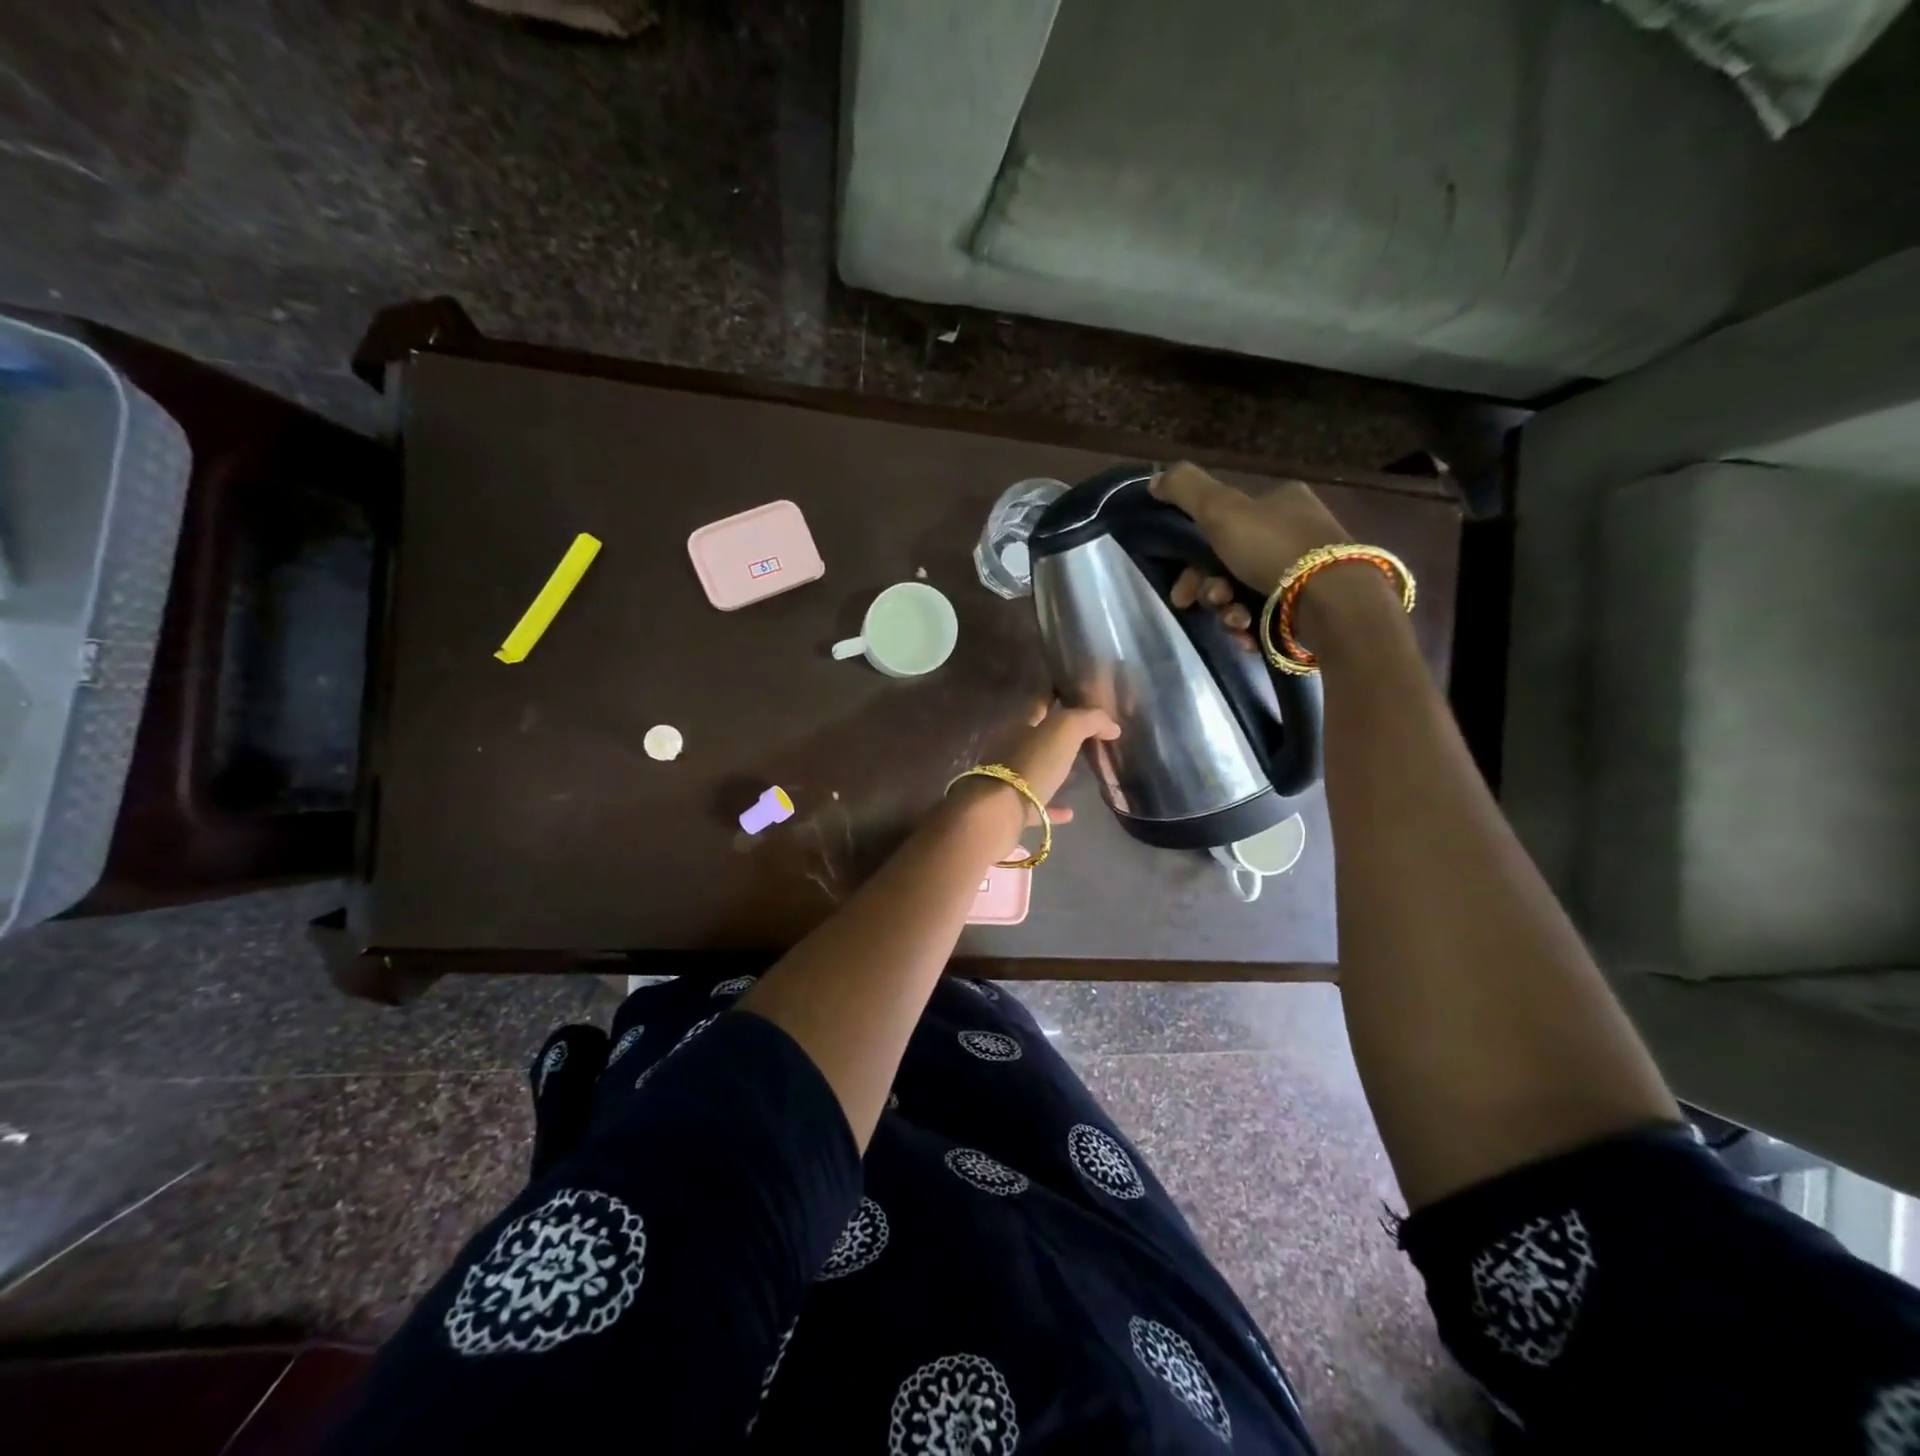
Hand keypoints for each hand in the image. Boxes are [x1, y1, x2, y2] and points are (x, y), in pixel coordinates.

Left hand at [983, 701, 1120, 823]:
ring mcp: (1009, 780)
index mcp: (1021, 725)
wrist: (1000, 809)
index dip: (1057, 698)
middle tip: (1085, 740)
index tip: (1075, 698)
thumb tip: (1112, 726)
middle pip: (1037, 738)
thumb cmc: (1032, 763)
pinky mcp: (1012, 809)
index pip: (1040, 704)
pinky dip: (1054, 807)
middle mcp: (1011, 749)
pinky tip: (1070, 812)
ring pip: (1035, 770)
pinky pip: (1037, 805)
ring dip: (1054, 770)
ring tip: (1078, 773)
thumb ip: (1089, 720)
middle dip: (1056, 737)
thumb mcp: (1064, 731)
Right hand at [1149, 461, 1350, 650]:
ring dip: (1228, 611)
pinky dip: (1250, 627)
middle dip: (1210, 589)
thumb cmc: (1274, 549)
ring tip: (1236, 621)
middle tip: (1203, 604)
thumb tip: (1155, 479)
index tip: (1180, 586)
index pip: (1224, 525)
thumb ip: (1185, 490)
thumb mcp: (1222, 509)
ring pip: (1243, 594)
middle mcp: (1294, 534)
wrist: (1331, 603)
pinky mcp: (1309, 609)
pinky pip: (1265, 618)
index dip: (1194, 555)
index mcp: (1280, 503)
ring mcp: (1304, 574)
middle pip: (1229, 565)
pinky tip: (1249, 634)